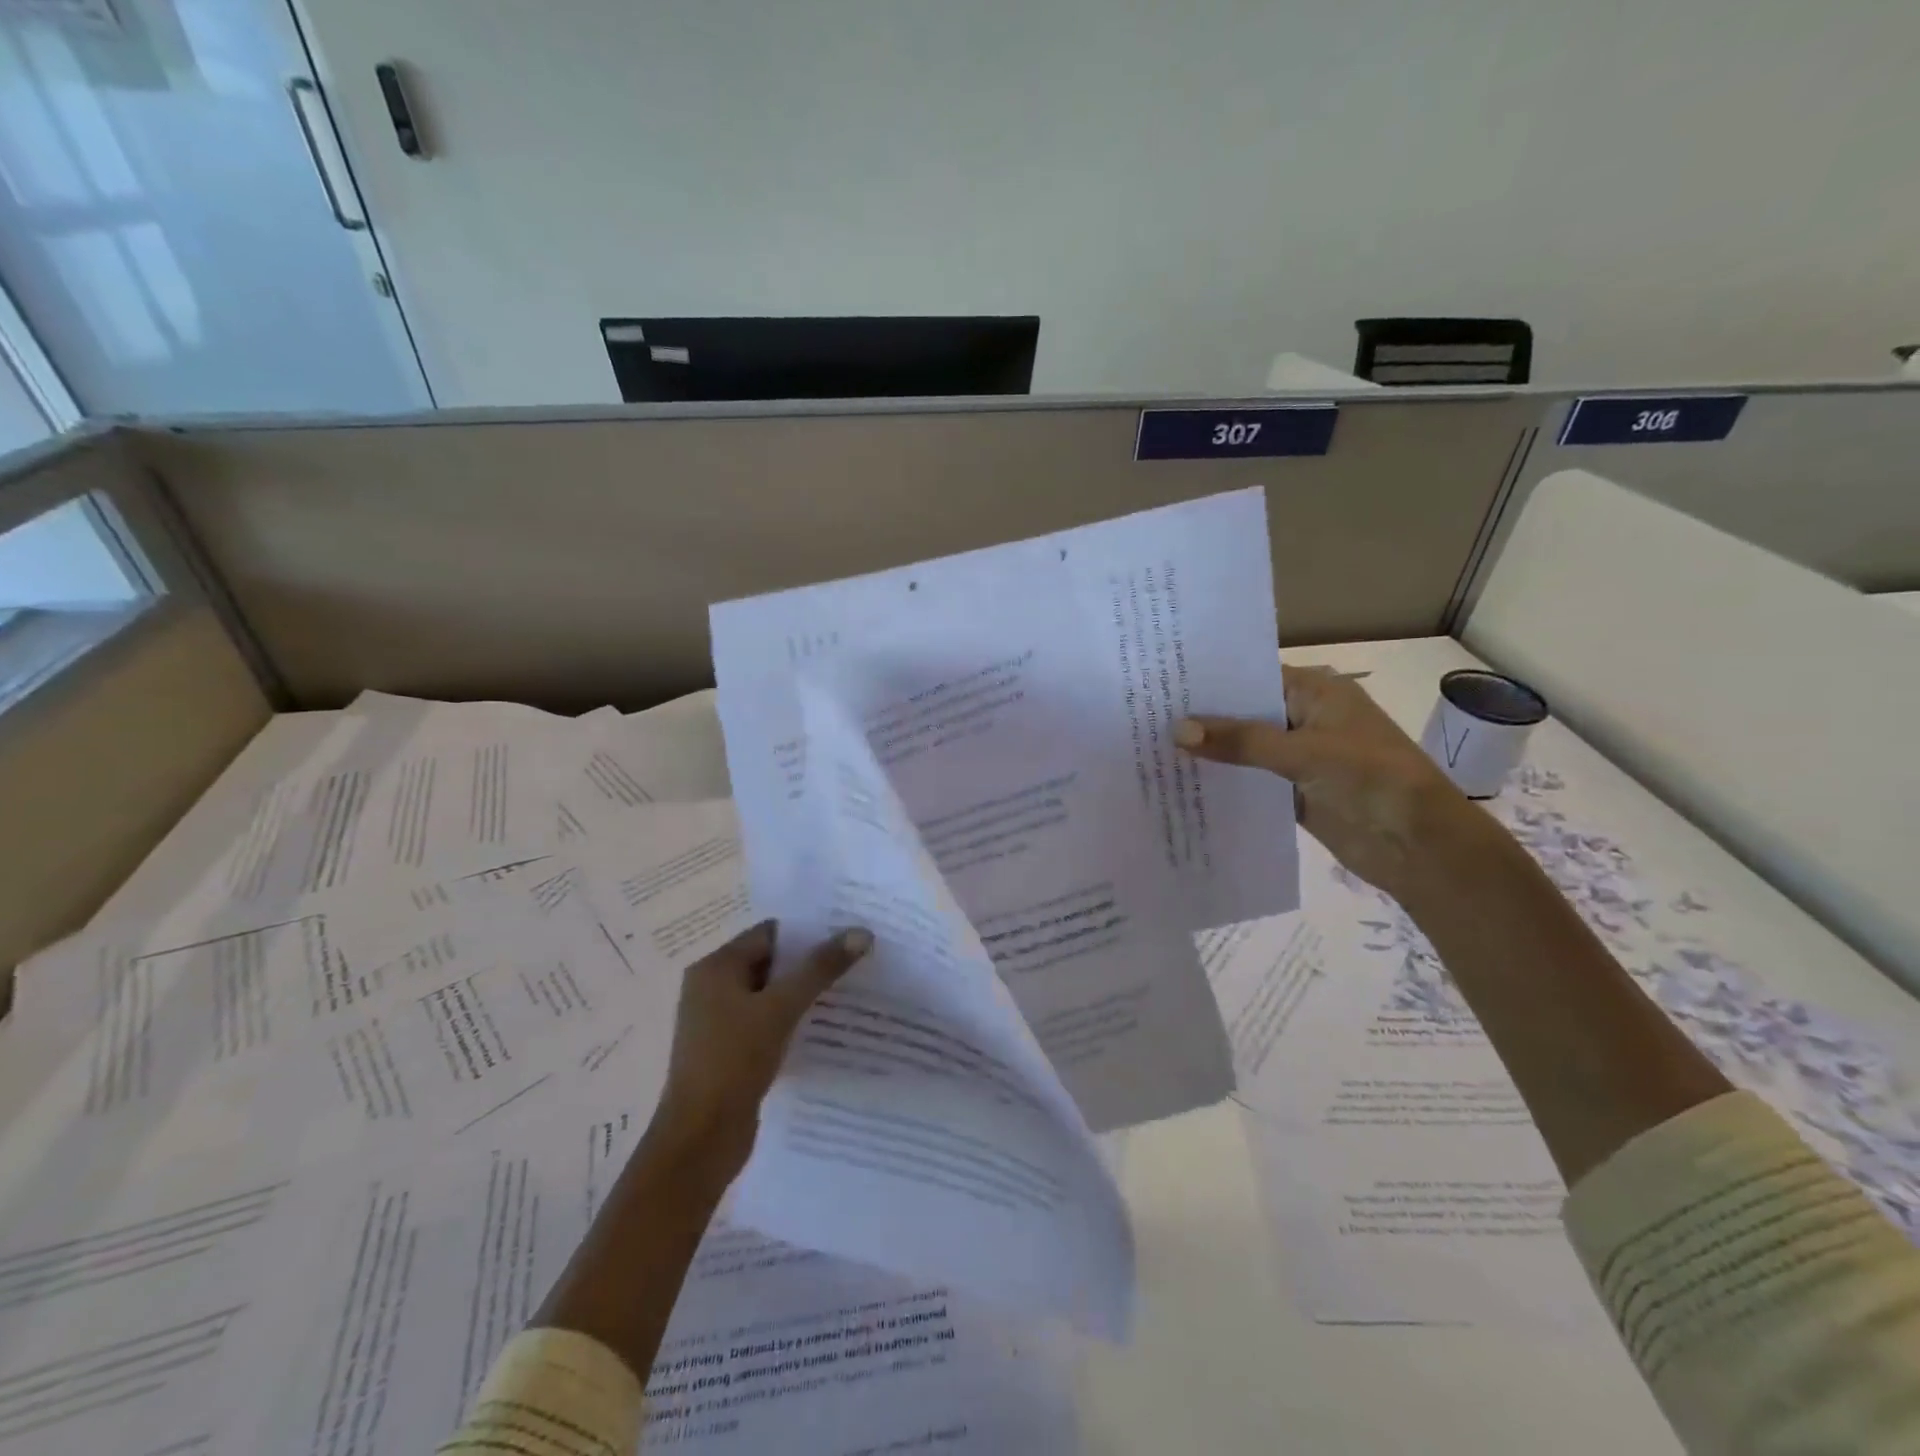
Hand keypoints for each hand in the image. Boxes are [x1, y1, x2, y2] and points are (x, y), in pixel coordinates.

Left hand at [653, 919, 872, 1180]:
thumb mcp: (780, 1008)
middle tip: (856, 961)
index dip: (808, 932)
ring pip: (770, 995)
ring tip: (850, 992)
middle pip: (771, 962)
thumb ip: (820, 968)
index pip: (769, 934)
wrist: (699, 1140)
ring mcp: (718, 1023)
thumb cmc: (733, 1061)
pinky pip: (767, 1024)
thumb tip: (860, 932)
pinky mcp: (729, 1052)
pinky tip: (825, 1028)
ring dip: (803, 994)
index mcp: (715, 968)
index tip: (848, 934)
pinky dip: (792, 1021)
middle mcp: (712, 988)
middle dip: (810, 963)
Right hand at [1176, 665, 1486, 899]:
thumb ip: (1240, 741)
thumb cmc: (1370, 779)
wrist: (1419, 845)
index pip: (1251, 676)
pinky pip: (1250, 781)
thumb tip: (1176, 730)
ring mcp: (1297, 757)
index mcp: (1315, 691)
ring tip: (1149, 748)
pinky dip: (1223, 781)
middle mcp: (1303, 717)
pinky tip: (1181, 784)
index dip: (1209, 681)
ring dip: (1210, 752)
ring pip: (1243, 748)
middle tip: (1143, 716)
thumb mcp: (1303, 752)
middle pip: (1243, 712)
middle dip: (1202, 718)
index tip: (1160, 683)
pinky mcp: (1292, 792)